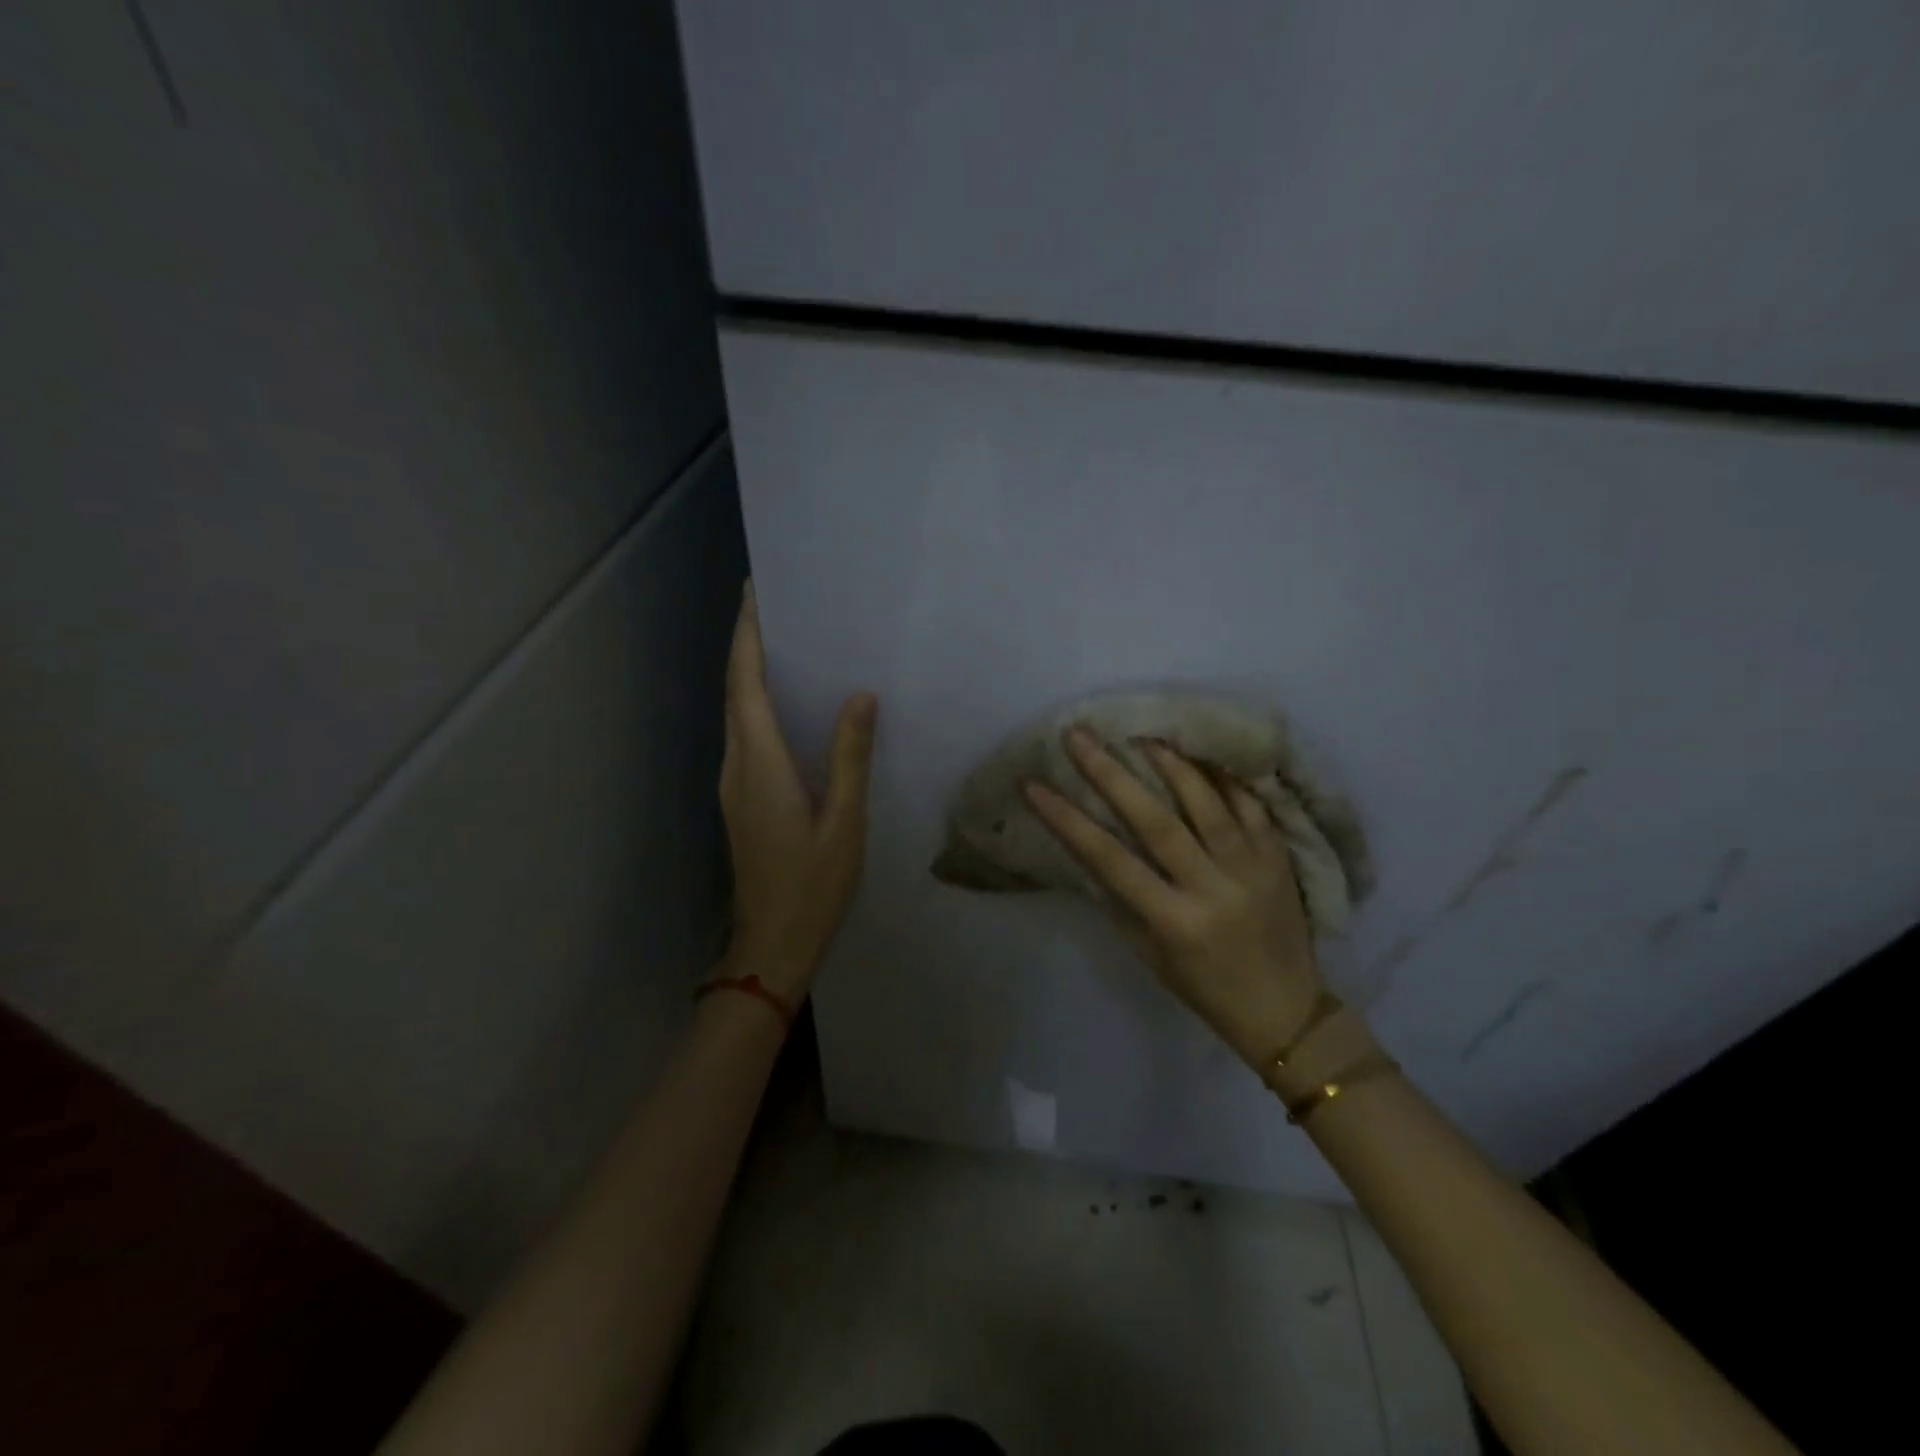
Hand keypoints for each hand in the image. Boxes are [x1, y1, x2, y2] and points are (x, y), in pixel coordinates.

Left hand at [717, 583, 878, 1001]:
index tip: (755, 593)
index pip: (745, 685)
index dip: (747, 636)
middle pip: (735, 692)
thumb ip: (849, 758)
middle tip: (778, 606)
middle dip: (748, 644)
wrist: (771, 944)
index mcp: (761, 764)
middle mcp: (737, 765)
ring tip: (786, 644)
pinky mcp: (740, 799)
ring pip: (736, 714)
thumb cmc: (812, 885)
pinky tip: (789, 706)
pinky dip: (758, 706)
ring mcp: (734, 784)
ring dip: (751, 674)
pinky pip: (746, 736)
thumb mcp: (844, 822)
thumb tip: (860, 697)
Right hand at [1023, 728, 1324, 1066]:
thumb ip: (1123, 900)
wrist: (1286, 1010)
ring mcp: (1251, 868)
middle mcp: (1213, 887)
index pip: (1110, 860)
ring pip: (1209, 803)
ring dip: (1171, 763)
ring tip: (1140, 735)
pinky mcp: (1279, 857)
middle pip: (1157, 820)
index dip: (1068, 820)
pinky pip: (1251, 805)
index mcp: (1174, 921)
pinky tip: (1201, 751)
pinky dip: (1224, 775)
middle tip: (1080, 737)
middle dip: (1112, 774)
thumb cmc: (1205, 988)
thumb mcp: (1150, 954)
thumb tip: (1091, 847)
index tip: (1034, 786)